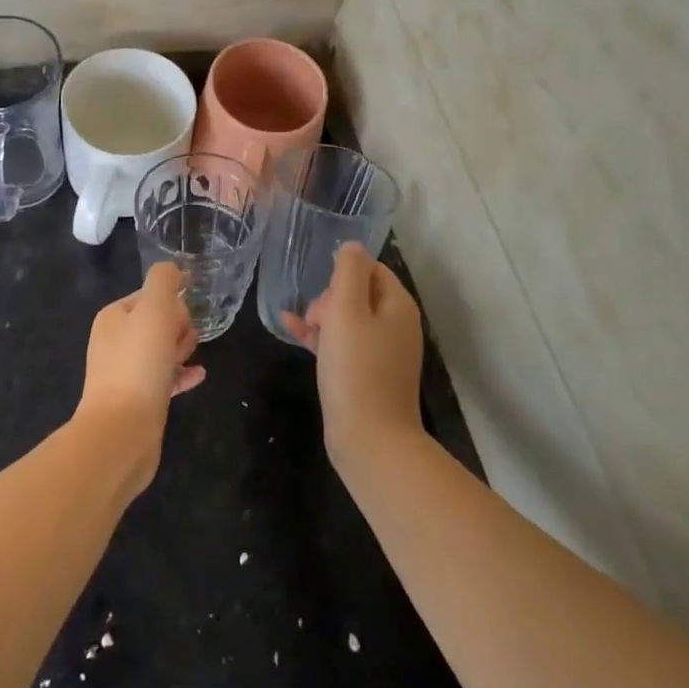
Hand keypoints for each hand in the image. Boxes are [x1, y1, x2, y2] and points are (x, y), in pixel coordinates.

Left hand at [75, 262, 204, 495]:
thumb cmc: (139, 363)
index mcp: (114, 317)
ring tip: (192, 357)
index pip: (150, 296)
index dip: (172, 303)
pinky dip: (182, 374)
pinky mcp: (138, 401)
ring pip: (162, 350)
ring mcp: (125, 373)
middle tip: (185, 341)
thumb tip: (175, 270)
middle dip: (178, 326)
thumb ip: (165, 281)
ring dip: (181, 349)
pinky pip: (165, 379)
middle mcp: (115, 342)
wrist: (122, 431)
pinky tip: (199, 375)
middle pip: (157, 322)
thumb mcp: (154, 309)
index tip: (183, 316)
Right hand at [283, 244, 424, 468]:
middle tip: (316, 318)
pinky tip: (291, 330)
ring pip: (348, 319)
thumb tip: (352, 246)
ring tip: (301, 325)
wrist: (370, 441)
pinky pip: (342, 344)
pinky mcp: (367, 375)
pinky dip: (320, 336)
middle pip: (359, 292)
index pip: (371, 268)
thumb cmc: (357, 369)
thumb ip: (349, 272)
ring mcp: (382, 353)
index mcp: (398, 305)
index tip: (323, 290)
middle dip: (331, 297)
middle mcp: (395, 325)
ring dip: (321, 316)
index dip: (343, 273)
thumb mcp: (347, 311)